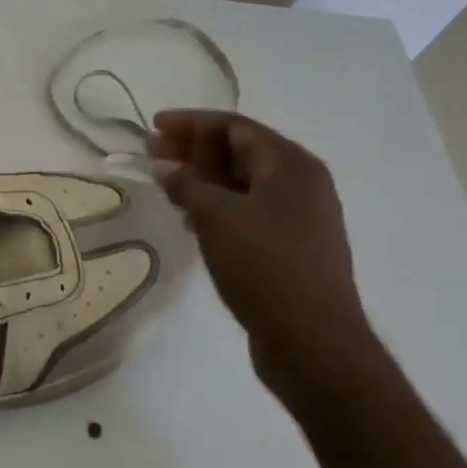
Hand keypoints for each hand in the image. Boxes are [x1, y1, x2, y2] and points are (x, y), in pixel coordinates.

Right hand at [150, 111, 383, 407]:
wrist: (314, 344)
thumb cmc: (265, 267)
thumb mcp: (216, 217)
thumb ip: (186, 184)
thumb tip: (164, 166)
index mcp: (291, 165)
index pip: (235, 127)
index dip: (191, 123)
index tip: (154, 126)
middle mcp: (302, 184)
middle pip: (240, 153)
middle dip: (194, 150)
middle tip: (152, 153)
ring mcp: (301, 218)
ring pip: (243, 184)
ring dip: (203, 180)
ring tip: (165, 184)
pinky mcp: (292, 248)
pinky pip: (249, 212)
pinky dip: (218, 207)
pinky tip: (190, 218)